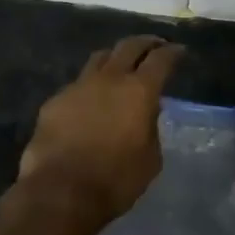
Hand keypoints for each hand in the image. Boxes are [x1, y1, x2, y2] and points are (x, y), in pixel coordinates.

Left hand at [19, 35, 181, 226]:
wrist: (60, 192)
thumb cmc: (115, 181)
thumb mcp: (150, 159)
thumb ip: (151, 128)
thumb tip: (147, 113)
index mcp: (139, 91)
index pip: (161, 59)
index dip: (172, 52)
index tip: (179, 51)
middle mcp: (109, 78)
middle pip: (129, 46)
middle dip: (145, 43)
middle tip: (155, 46)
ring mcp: (79, 86)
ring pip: (100, 58)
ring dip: (115, 57)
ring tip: (121, 65)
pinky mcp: (55, 100)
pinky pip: (78, 84)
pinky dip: (90, 87)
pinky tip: (91, 101)